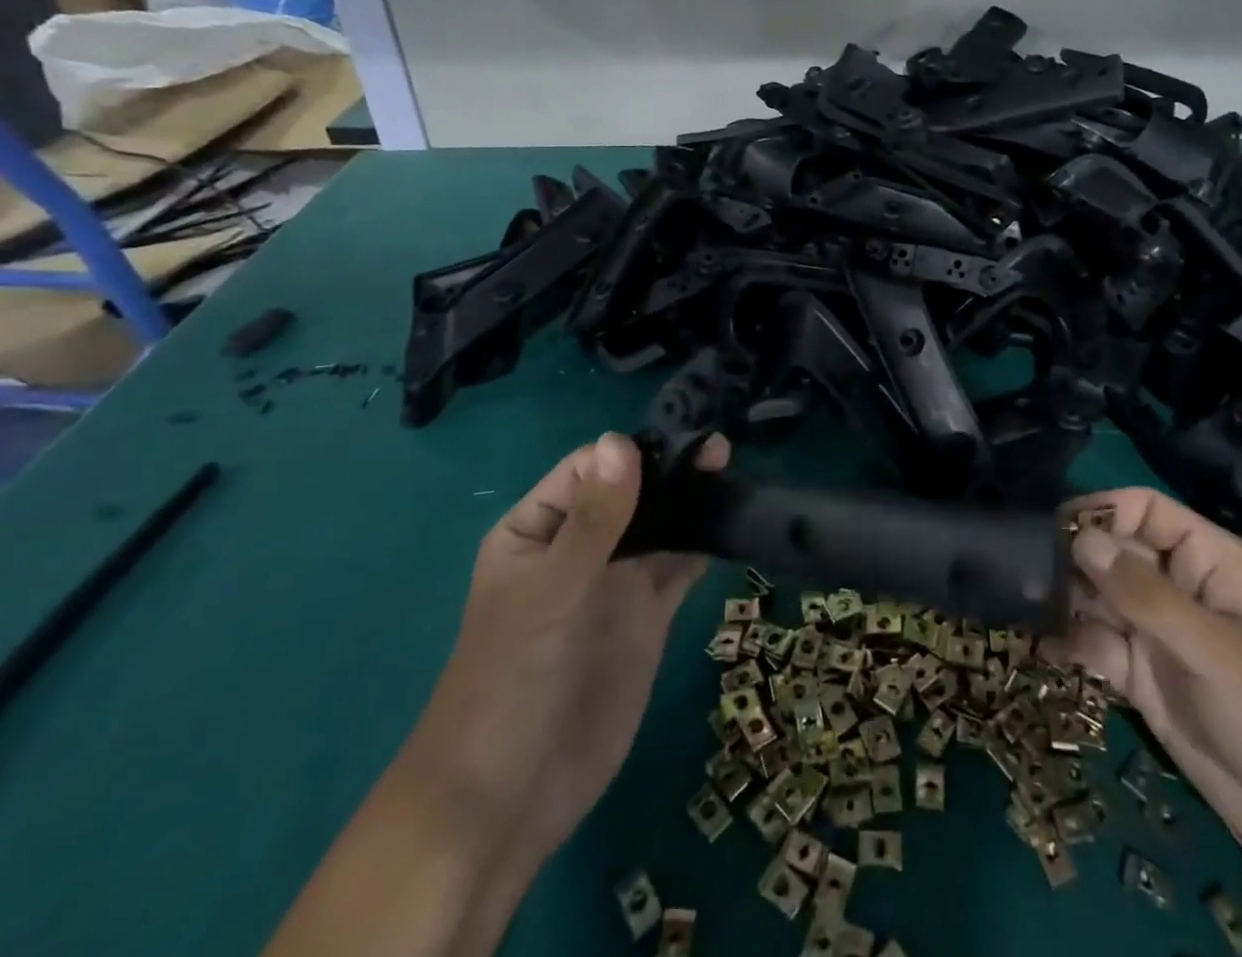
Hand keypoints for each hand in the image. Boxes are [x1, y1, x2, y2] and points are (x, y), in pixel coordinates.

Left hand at [407, 432, 726, 860]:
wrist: (509, 800)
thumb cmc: (510, 684)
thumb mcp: (548, 593)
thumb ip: (593, 521)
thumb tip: (622, 441)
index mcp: (539, 529)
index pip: (589, 470)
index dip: (631, 454)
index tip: (681, 443)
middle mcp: (579, 546)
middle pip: (631, 492)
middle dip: (671, 470)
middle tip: (721, 452)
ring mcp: (615, 581)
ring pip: (660, 525)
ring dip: (691, 501)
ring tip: (732, 476)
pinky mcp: (647, 615)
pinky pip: (679, 565)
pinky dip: (702, 543)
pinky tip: (730, 523)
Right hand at [1063, 488, 1241, 904]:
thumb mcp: (1215, 650)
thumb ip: (1144, 594)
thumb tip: (1080, 538)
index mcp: (1209, 562)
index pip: (1145, 511)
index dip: (1100, 512)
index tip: (1052, 530)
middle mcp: (1180, 591)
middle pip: (1115, 554)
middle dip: (1072, 559)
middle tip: (1023, 572)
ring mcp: (1163, 639)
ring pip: (1102, 601)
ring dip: (1065, 601)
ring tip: (1023, 606)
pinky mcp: (1149, 684)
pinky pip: (1102, 650)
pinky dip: (1074, 644)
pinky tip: (1043, 646)